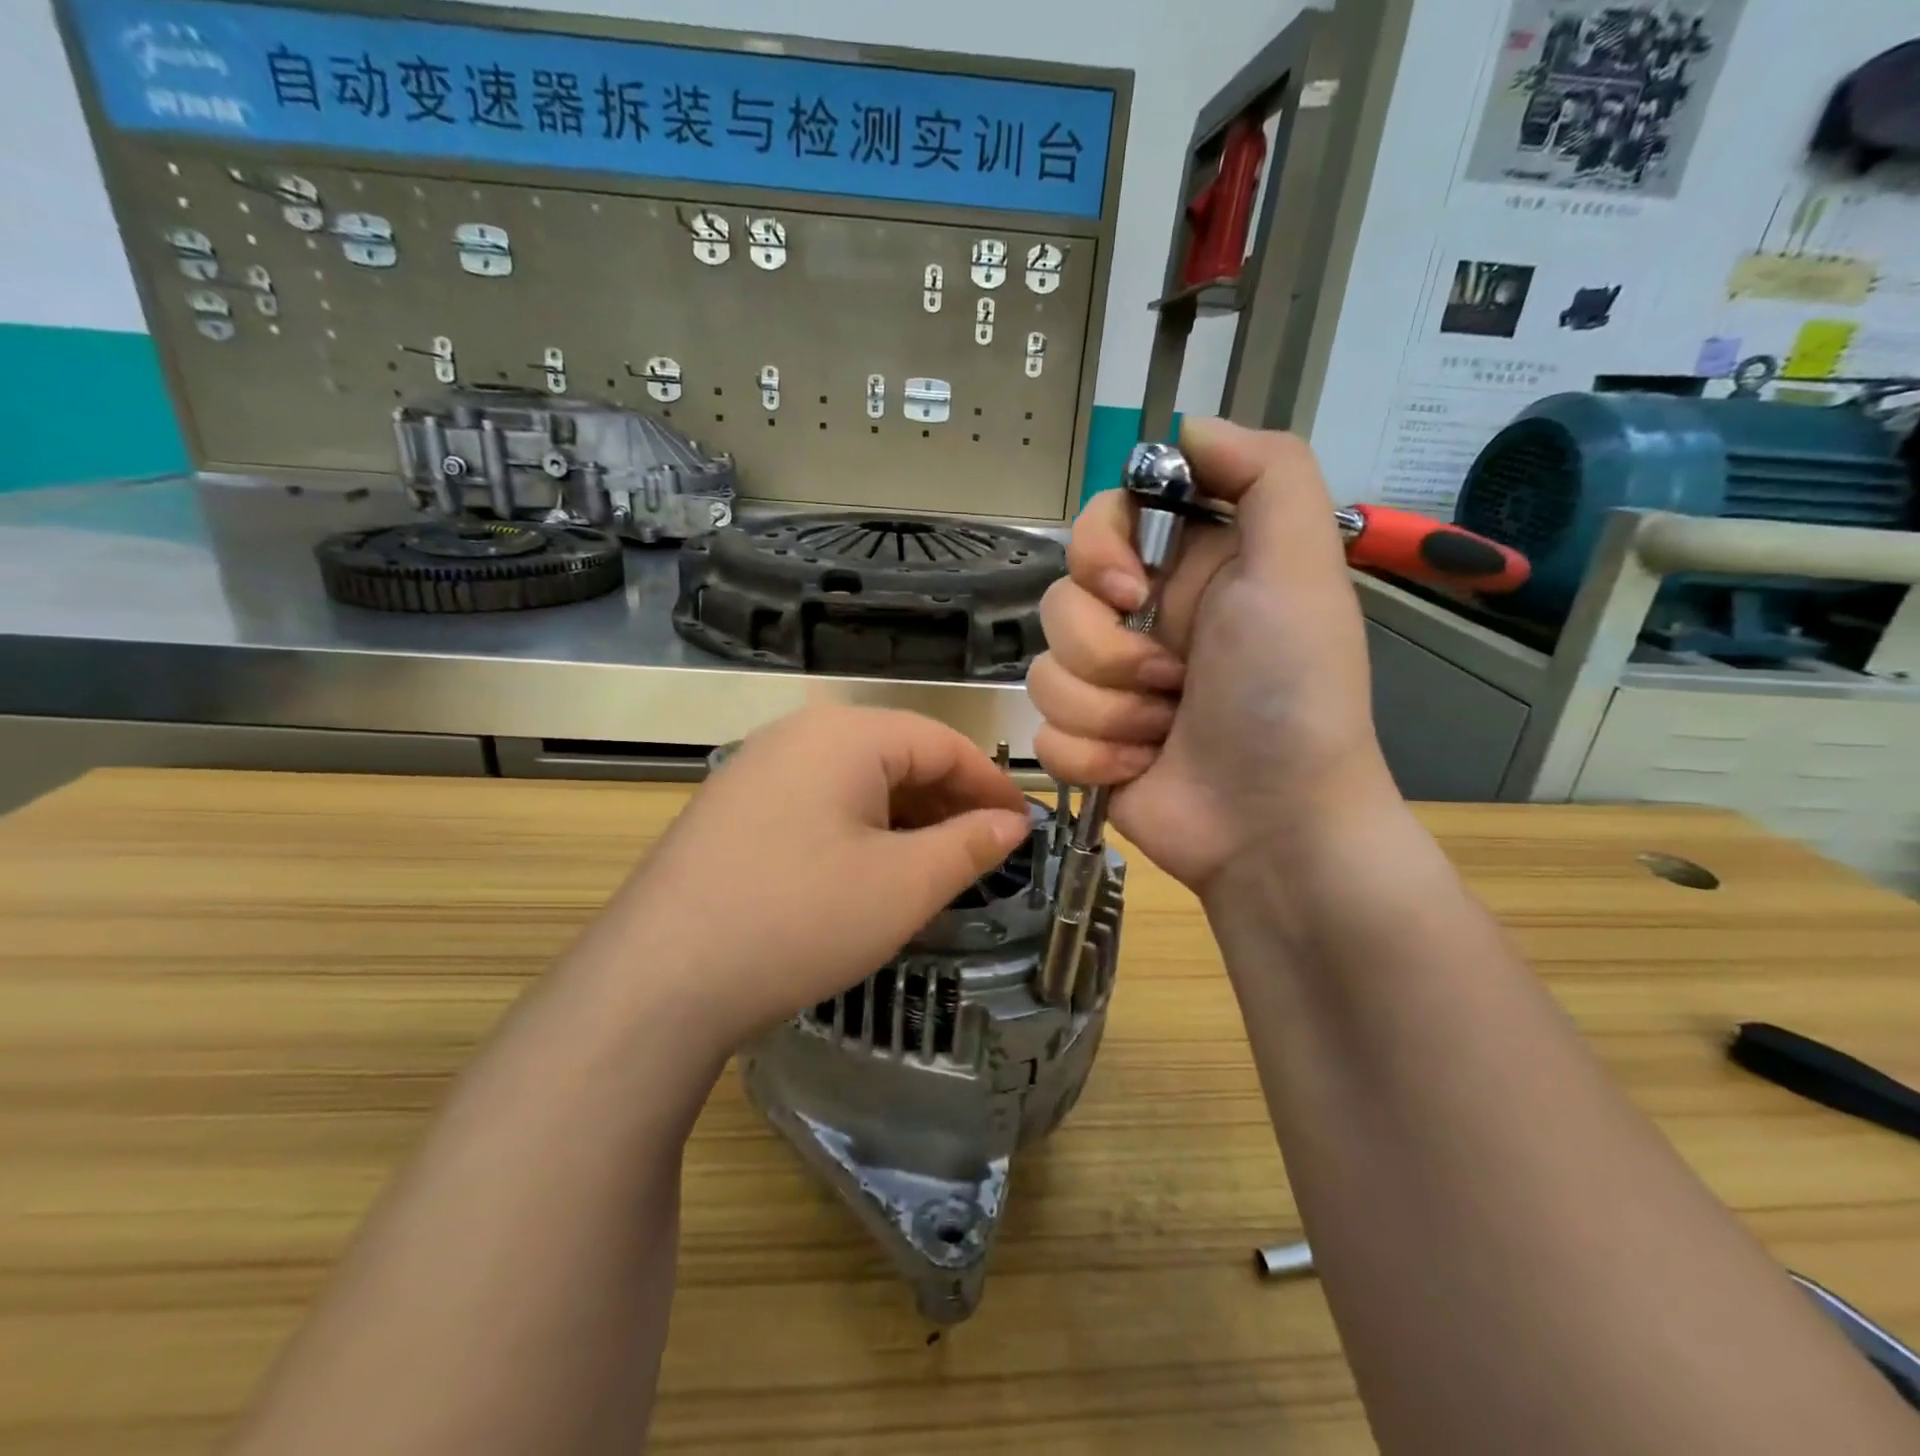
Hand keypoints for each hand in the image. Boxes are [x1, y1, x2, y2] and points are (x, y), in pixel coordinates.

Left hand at [584, 706, 1030, 1056]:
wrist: (657, 981)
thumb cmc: (800, 919)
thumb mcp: (903, 886)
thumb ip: (969, 845)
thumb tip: (1012, 822)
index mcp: (845, 734)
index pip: (942, 742)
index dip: (991, 783)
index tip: (1024, 826)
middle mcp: (798, 735)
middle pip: (898, 756)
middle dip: (949, 802)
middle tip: (985, 853)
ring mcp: (756, 770)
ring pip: (856, 782)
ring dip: (905, 819)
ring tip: (935, 868)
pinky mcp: (732, 810)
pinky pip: (817, 803)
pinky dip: (859, 830)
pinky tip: (869, 873)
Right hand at [1027, 418, 1397, 891]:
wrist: (1274, 823)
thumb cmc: (1290, 694)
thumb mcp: (1302, 568)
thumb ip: (1266, 474)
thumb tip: (1187, 426)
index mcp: (1185, 572)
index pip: (1098, 524)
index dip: (1096, 551)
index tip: (1128, 590)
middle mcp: (1141, 623)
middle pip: (1059, 602)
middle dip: (1110, 652)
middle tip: (1171, 682)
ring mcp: (1109, 688)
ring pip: (1046, 672)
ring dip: (1109, 711)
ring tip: (1163, 734)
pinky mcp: (1086, 743)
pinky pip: (1043, 730)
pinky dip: (1093, 754)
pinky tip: (1141, 768)